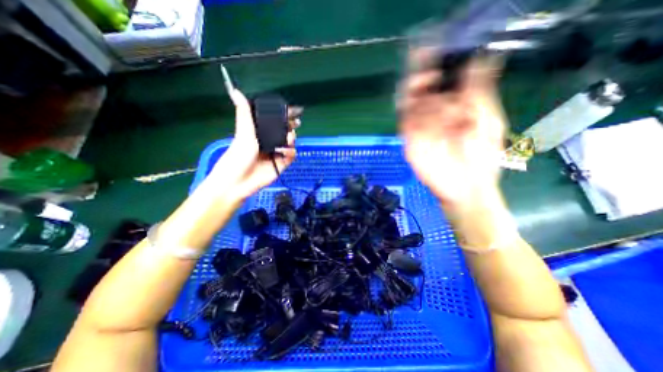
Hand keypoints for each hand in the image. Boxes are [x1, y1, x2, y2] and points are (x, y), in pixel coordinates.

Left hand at [210, 89, 296, 200]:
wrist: (238, 181)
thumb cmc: (237, 156)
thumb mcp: (243, 133)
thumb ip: (245, 114)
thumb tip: (236, 91)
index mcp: (259, 133)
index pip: (274, 122)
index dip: (283, 116)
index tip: (292, 111)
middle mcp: (268, 142)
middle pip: (283, 132)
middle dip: (291, 127)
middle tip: (296, 123)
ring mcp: (275, 153)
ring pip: (289, 143)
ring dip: (291, 139)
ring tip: (289, 138)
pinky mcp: (280, 165)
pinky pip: (290, 156)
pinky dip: (291, 152)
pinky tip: (286, 150)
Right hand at [401, 50, 505, 212]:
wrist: (465, 187)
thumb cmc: (481, 156)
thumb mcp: (487, 120)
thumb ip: (479, 92)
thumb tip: (481, 57)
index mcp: (455, 106)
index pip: (442, 80)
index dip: (436, 64)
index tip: (431, 48)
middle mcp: (435, 114)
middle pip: (421, 90)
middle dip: (422, 77)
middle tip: (427, 69)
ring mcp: (420, 128)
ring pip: (411, 104)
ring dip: (418, 94)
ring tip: (430, 90)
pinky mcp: (410, 141)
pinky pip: (405, 123)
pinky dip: (410, 113)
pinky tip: (420, 110)